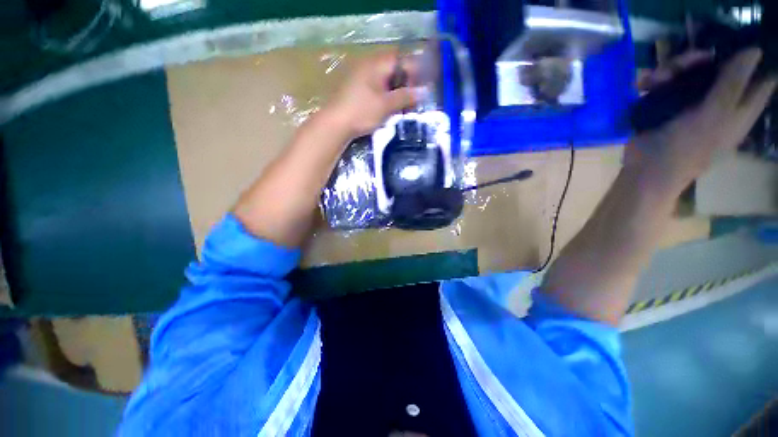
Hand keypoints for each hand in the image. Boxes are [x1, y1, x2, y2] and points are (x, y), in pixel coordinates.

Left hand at [325, 48, 417, 137]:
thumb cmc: (362, 112)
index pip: (401, 60)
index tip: (422, 88)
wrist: (335, 124)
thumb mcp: (386, 105)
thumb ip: (405, 96)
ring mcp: (361, 77)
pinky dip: (386, 96)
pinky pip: (377, 88)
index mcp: (376, 64)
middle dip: (406, 83)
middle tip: (413, 100)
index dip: (414, 72)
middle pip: (394, 69)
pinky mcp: (357, 90)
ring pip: (386, 80)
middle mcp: (368, 66)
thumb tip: (423, 91)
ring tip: (403, 107)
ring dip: (396, 92)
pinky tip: (390, 108)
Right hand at [629, 48, 776, 191]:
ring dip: (672, 69)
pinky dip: (655, 80)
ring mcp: (694, 104)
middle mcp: (721, 102)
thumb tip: (755, 49)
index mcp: (740, 108)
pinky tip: (643, 84)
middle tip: (684, 62)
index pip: (759, 77)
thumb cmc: (685, 149)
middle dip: (700, 59)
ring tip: (654, 79)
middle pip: (719, 66)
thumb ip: (733, 84)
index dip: (752, 58)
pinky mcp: (670, 107)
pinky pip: (667, 83)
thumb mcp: (713, 117)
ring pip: (690, 72)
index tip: (738, 43)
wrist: (646, 171)